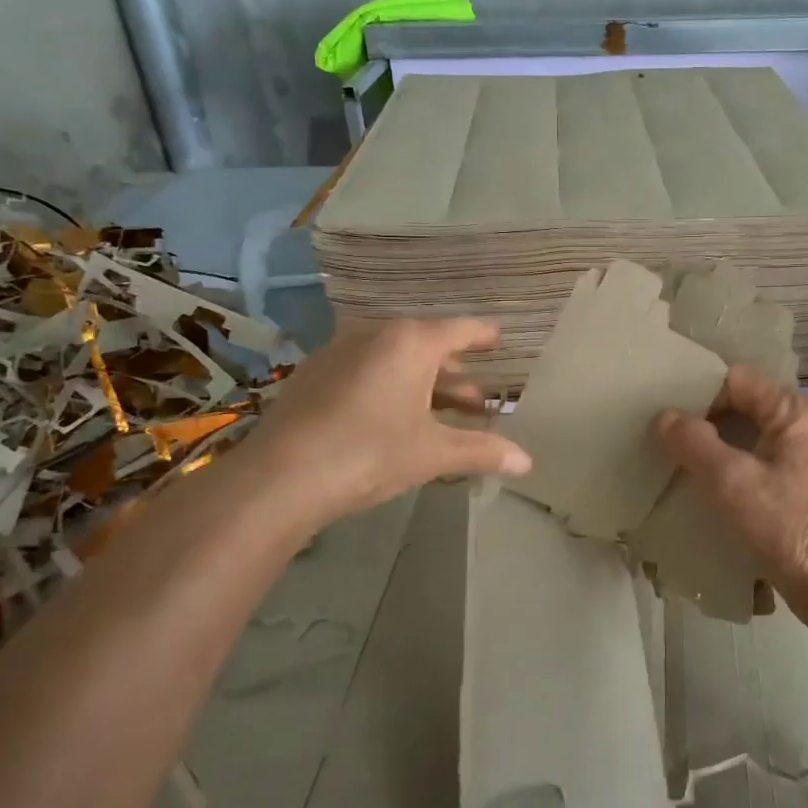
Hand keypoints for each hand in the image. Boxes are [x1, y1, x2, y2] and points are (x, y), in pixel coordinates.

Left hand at [245, 318, 530, 537]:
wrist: (279, 477)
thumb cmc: (369, 453)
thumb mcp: (433, 453)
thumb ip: (482, 451)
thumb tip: (528, 462)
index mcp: (411, 342)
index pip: (462, 329)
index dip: (486, 337)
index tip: (501, 342)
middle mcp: (376, 335)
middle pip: (429, 346)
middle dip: (457, 374)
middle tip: (480, 401)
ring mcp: (340, 352)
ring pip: (397, 361)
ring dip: (425, 384)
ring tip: (444, 415)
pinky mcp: (315, 375)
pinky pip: (368, 371)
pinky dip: (392, 388)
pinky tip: (396, 421)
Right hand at [653, 363, 807, 619]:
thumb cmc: (787, 526)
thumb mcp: (730, 481)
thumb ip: (693, 442)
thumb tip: (665, 416)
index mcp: (796, 410)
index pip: (736, 379)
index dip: (699, 393)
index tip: (670, 419)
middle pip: (746, 404)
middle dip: (708, 420)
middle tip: (671, 441)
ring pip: (755, 434)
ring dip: (722, 446)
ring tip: (686, 463)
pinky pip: (767, 459)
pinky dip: (740, 465)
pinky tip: (717, 487)